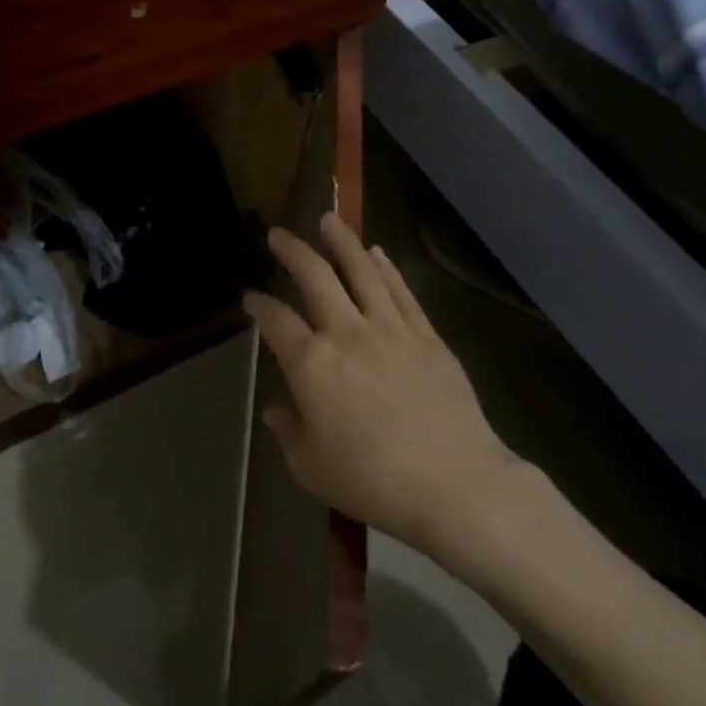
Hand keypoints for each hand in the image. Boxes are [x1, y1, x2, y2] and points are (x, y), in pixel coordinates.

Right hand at [244, 215, 520, 555]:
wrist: (455, 485)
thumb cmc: (374, 482)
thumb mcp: (312, 469)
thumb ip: (288, 433)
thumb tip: (276, 410)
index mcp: (311, 364)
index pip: (275, 321)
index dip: (258, 305)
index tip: (250, 297)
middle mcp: (347, 333)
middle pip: (315, 277)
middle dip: (292, 251)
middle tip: (278, 234)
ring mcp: (391, 330)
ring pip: (362, 271)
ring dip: (341, 242)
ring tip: (328, 220)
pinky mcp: (427, 337)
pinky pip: (402, 292)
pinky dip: (386, 268)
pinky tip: (377, 252)